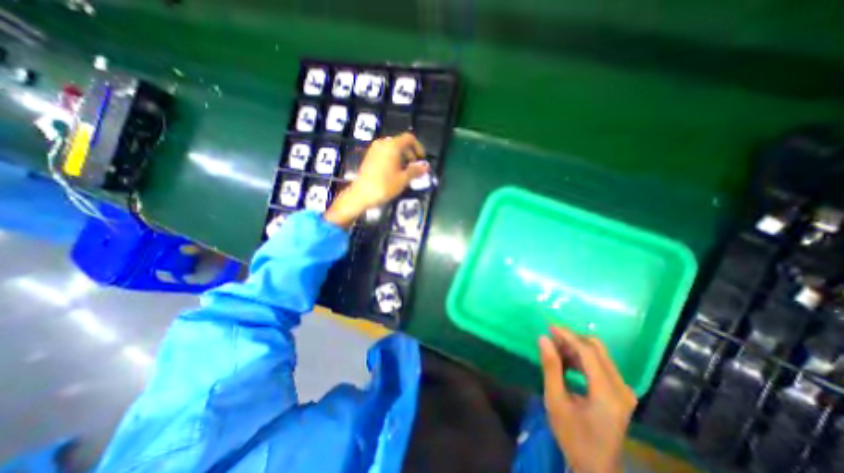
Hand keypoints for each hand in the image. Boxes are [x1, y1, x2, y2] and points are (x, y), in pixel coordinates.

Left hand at [324, 134, 429, 228]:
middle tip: (414, 168)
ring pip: (392, 148)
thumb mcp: (403, 179)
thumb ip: (415, 171)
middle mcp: (383, 143)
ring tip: (405, 172)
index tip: (421, 159)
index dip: (418, 147)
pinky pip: (385, 153)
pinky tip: (394, 173)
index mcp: (392, 146)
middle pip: (401, 143)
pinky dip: (393, 159)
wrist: (361, 194)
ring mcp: (374, 149)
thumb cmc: (384, 186)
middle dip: (410, 154)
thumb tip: (426, 166)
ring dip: (402, 157)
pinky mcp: (369, 157)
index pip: (409, 138)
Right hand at [540, 326, 632, 472]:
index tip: (549, 327)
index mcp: (607, 393)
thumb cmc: (573, 436)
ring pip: (599, 354)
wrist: (596, 468)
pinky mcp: (620, 393)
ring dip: (576, 348)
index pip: (588, 352)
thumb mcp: (556, 401)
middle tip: (551, 339)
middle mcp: (621, 388)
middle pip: (597, 349)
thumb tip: (543, 338)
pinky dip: (582, 358)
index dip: (568, 336)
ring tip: (555, 351)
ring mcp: (624, 390)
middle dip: (572, 339)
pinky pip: (600, 364)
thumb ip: (550, 368)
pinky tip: (566, 364)